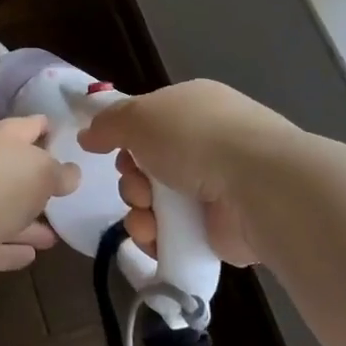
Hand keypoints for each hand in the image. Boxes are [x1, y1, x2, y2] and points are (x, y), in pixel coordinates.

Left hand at [0, 116, 79, 297]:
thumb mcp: (40, 170)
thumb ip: (59, 172)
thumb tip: (71, 173)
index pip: (24, 127)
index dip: (43, 126)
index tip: (62, 130)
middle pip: (13, 173)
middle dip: (37, 182)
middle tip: (66, 190)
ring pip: (6, 215)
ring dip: (29, 223)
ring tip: (58, 232)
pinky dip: (13, 250)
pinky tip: (34, 255)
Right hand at [78, 80, 289, 267]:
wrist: (256, 184)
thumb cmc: (195, 137)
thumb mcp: (140, 116)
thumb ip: (109, 124)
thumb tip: (89, 135)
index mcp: (194, 107)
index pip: (149, 122)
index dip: (126, 138)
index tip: (113, 151)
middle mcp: (206, 144)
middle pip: (147, 166)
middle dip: (132, 180)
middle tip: (138, 187)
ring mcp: (215, 188)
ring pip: (156, 203)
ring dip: (140, 212)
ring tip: (147, 217)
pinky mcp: (220, 228)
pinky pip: (174, 234)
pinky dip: (158, 238)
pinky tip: (156, 238)